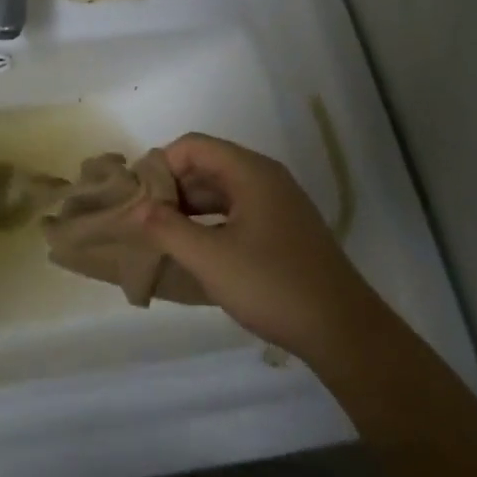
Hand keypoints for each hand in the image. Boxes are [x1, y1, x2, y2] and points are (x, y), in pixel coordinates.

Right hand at [138, 134, 366, 359]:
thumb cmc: (271, 285)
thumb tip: (135, 208)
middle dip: (170, 188)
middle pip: (206, 166)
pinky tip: (191, 250)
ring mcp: (276, 206)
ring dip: (187, 209)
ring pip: (219, 192)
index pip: (193, 146)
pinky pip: (234, 213)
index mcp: (251, 173)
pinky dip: (208, 224)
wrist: (341, 329)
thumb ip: (166, 228)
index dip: (160, 165)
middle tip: (140, 219)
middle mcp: (265, 180)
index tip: (135, 197)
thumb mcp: (209, 258)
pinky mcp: (281, 231)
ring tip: (158, 236)